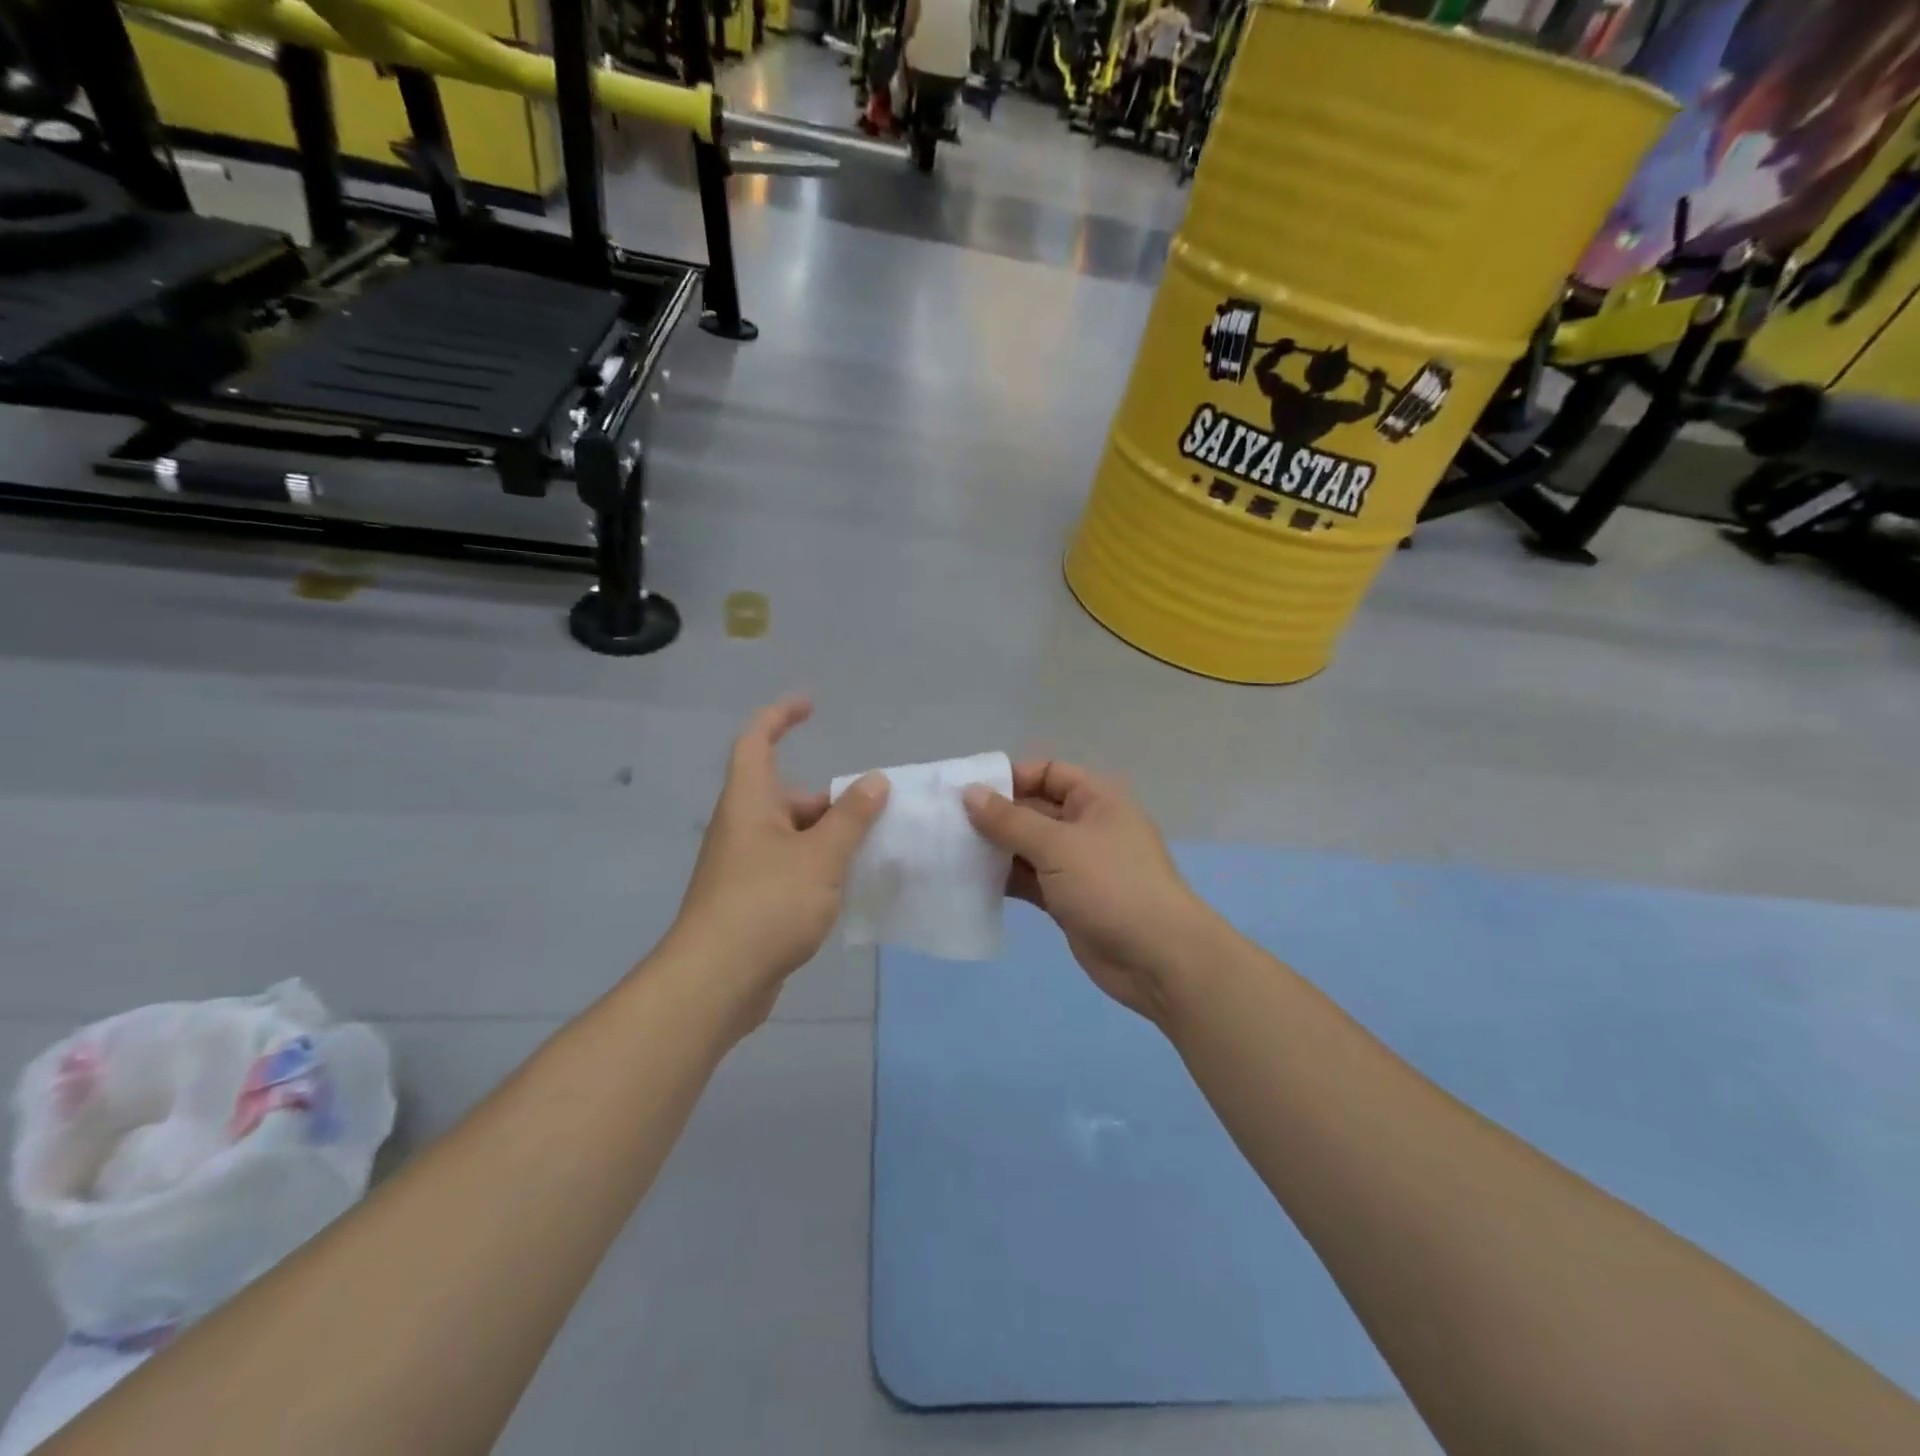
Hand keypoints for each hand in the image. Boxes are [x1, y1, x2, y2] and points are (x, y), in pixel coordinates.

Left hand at [672, 698, 888, 1020]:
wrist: (717, 981)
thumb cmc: (767, 903)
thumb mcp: (821, 855)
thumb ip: (852, 817)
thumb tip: (874, 782)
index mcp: (749, 802)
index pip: (757, 741)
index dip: (780, 716)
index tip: (811, 706)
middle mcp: (742, 826)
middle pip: (787, 795)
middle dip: (830, 801)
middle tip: (874, 815)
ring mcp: (743, 865)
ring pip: (793, 835)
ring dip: (829, 837)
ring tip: (872, 852)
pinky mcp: (750, 899)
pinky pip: (790, 867)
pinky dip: (818, 867)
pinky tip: (847, 888)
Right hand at [963, 762, 1223, 1024]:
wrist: (1158, 958)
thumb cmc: (1112, 886)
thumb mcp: (1058, 846)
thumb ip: (1010, 820)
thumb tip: (969, 792)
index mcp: (1095, 799)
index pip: (1047, 772)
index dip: (1010, 778)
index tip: (969, 793)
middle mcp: (1086, 825)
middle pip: (1034, 809)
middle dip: (995, 816)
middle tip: (948, 824)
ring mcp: (1077, 864)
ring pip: (1028, 847)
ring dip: (995, 849)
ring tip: (951, 852)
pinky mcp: (1067, 899)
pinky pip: (1030, 879)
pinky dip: (1005, 878)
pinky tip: (971, 881)